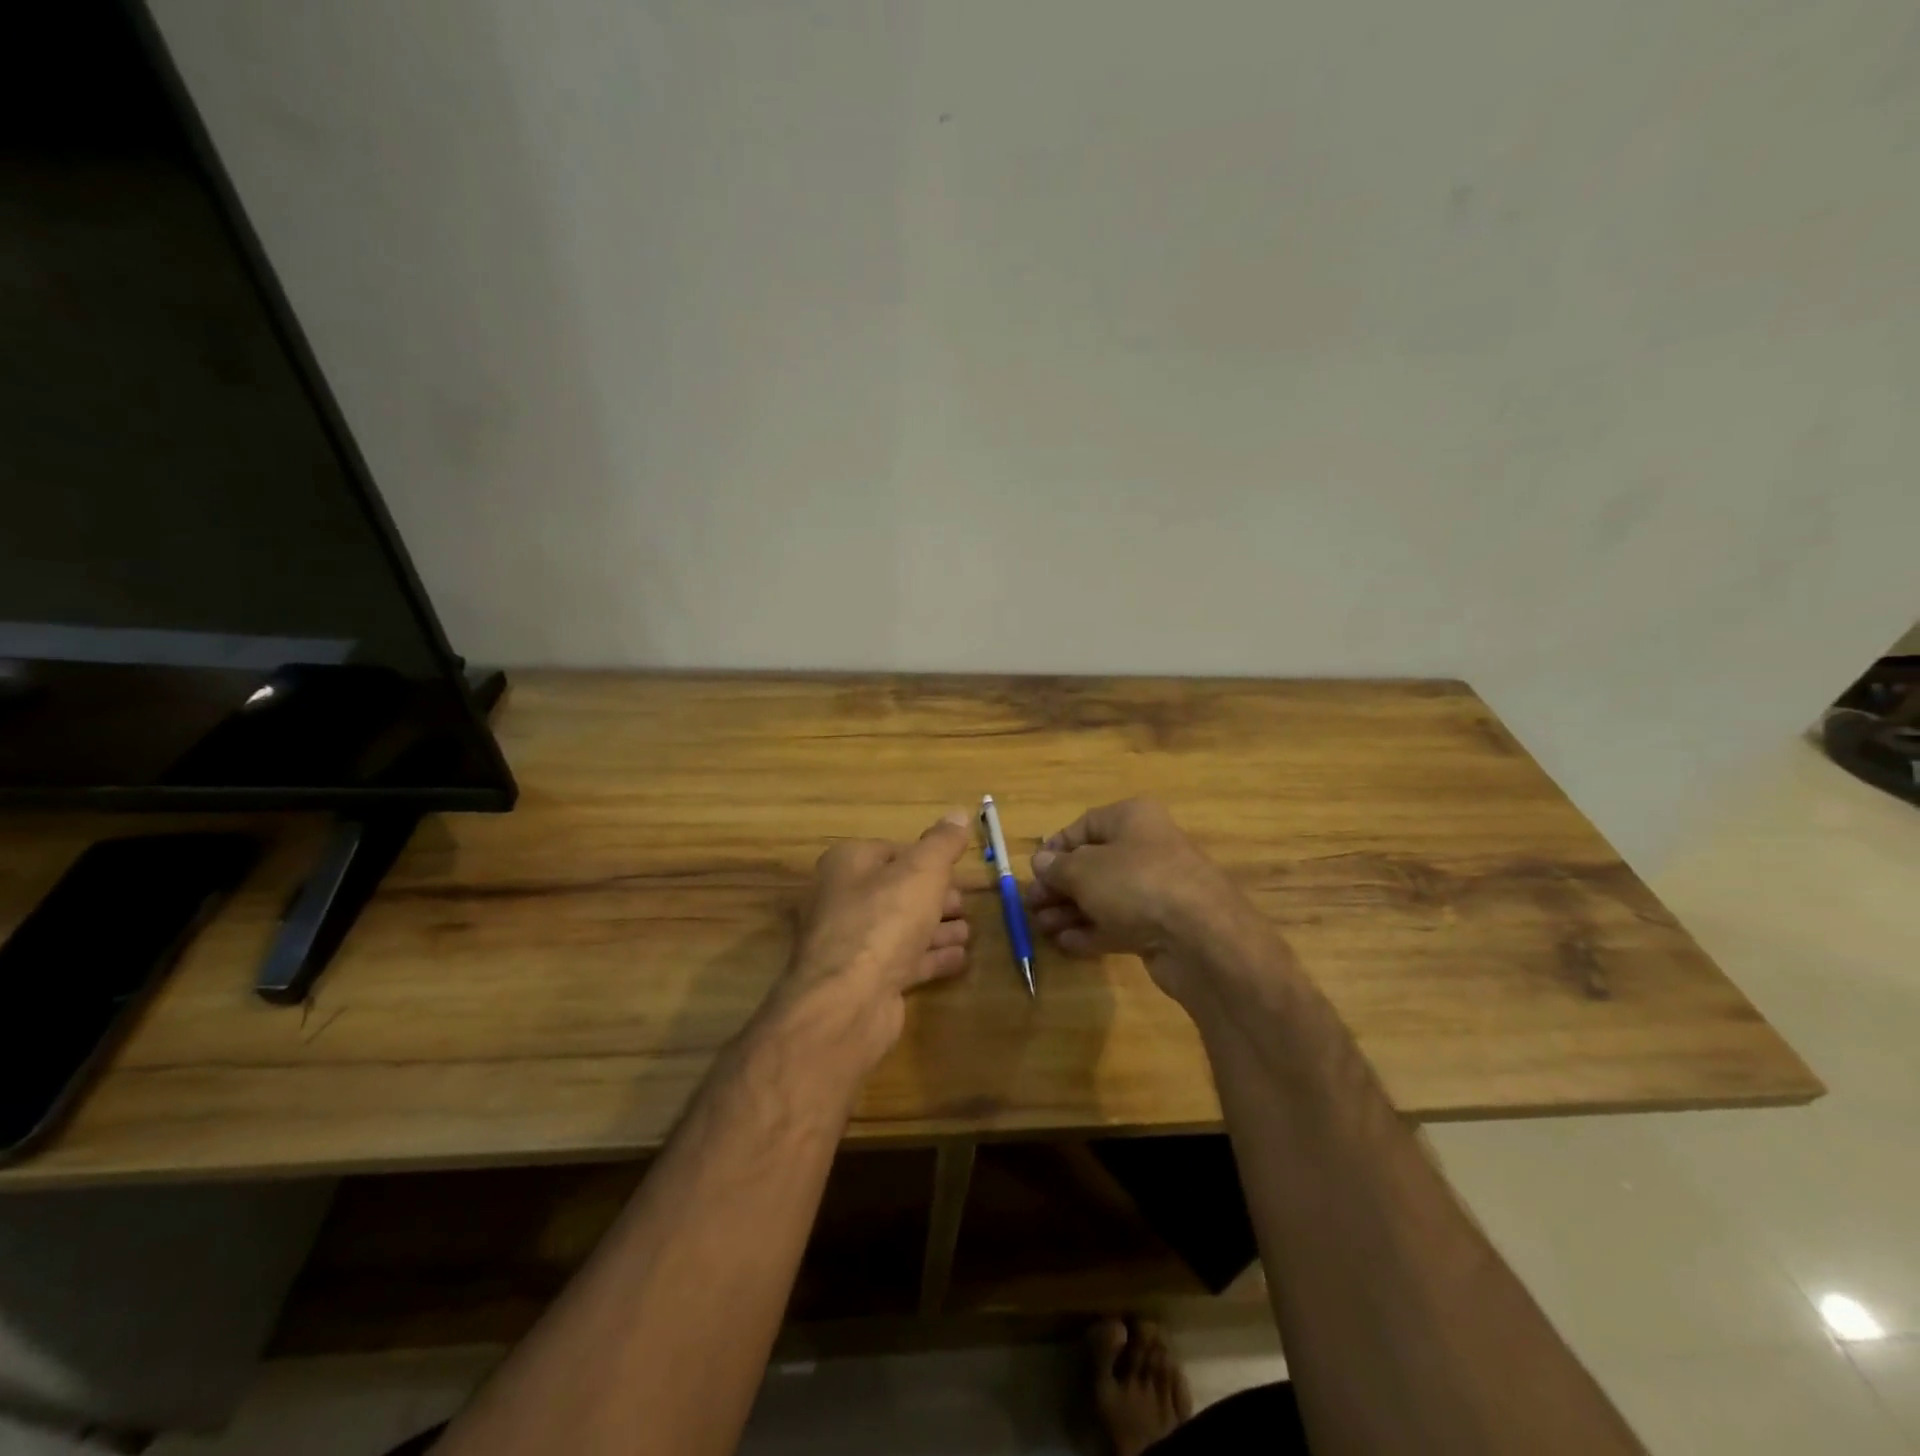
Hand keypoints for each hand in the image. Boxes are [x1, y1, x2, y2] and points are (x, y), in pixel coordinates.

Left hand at [760, 809, 973, 1078]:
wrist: (848, 1000)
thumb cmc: (885, 920)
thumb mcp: (922, 870)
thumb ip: (942, 843)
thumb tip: (958, 813)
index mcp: (848, 864)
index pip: (891, 851)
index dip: (926, 858)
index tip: (956, 869)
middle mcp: (844, 900)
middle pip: (898, 891)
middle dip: (936, 897)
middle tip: (966, 903)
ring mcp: (853, 943)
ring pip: (902, 928)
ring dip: (938, 928)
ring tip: (969, 931)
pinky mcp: (865, 980)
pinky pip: (904, 961)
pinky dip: (932, 957)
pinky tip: (961, 958)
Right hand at [1024, 798, 1252, 1004]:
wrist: (1200, 938)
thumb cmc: (1136, 883)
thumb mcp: (1085, 870)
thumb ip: (1058, 867)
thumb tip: (1042, 863)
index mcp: (1132, 818)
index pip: (1085, 825)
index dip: (1056, 848)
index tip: (1034, 871)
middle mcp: (1147, 848)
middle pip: (1093, 864)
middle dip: (1059, 886)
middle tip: (1031, 906)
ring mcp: (1157, 889)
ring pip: (1104, 896)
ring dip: (1070, 911)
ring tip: (1041, 928)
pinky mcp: (1161, 926)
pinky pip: (1120, 923)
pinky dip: (1092, 931)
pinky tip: (1066, 944)